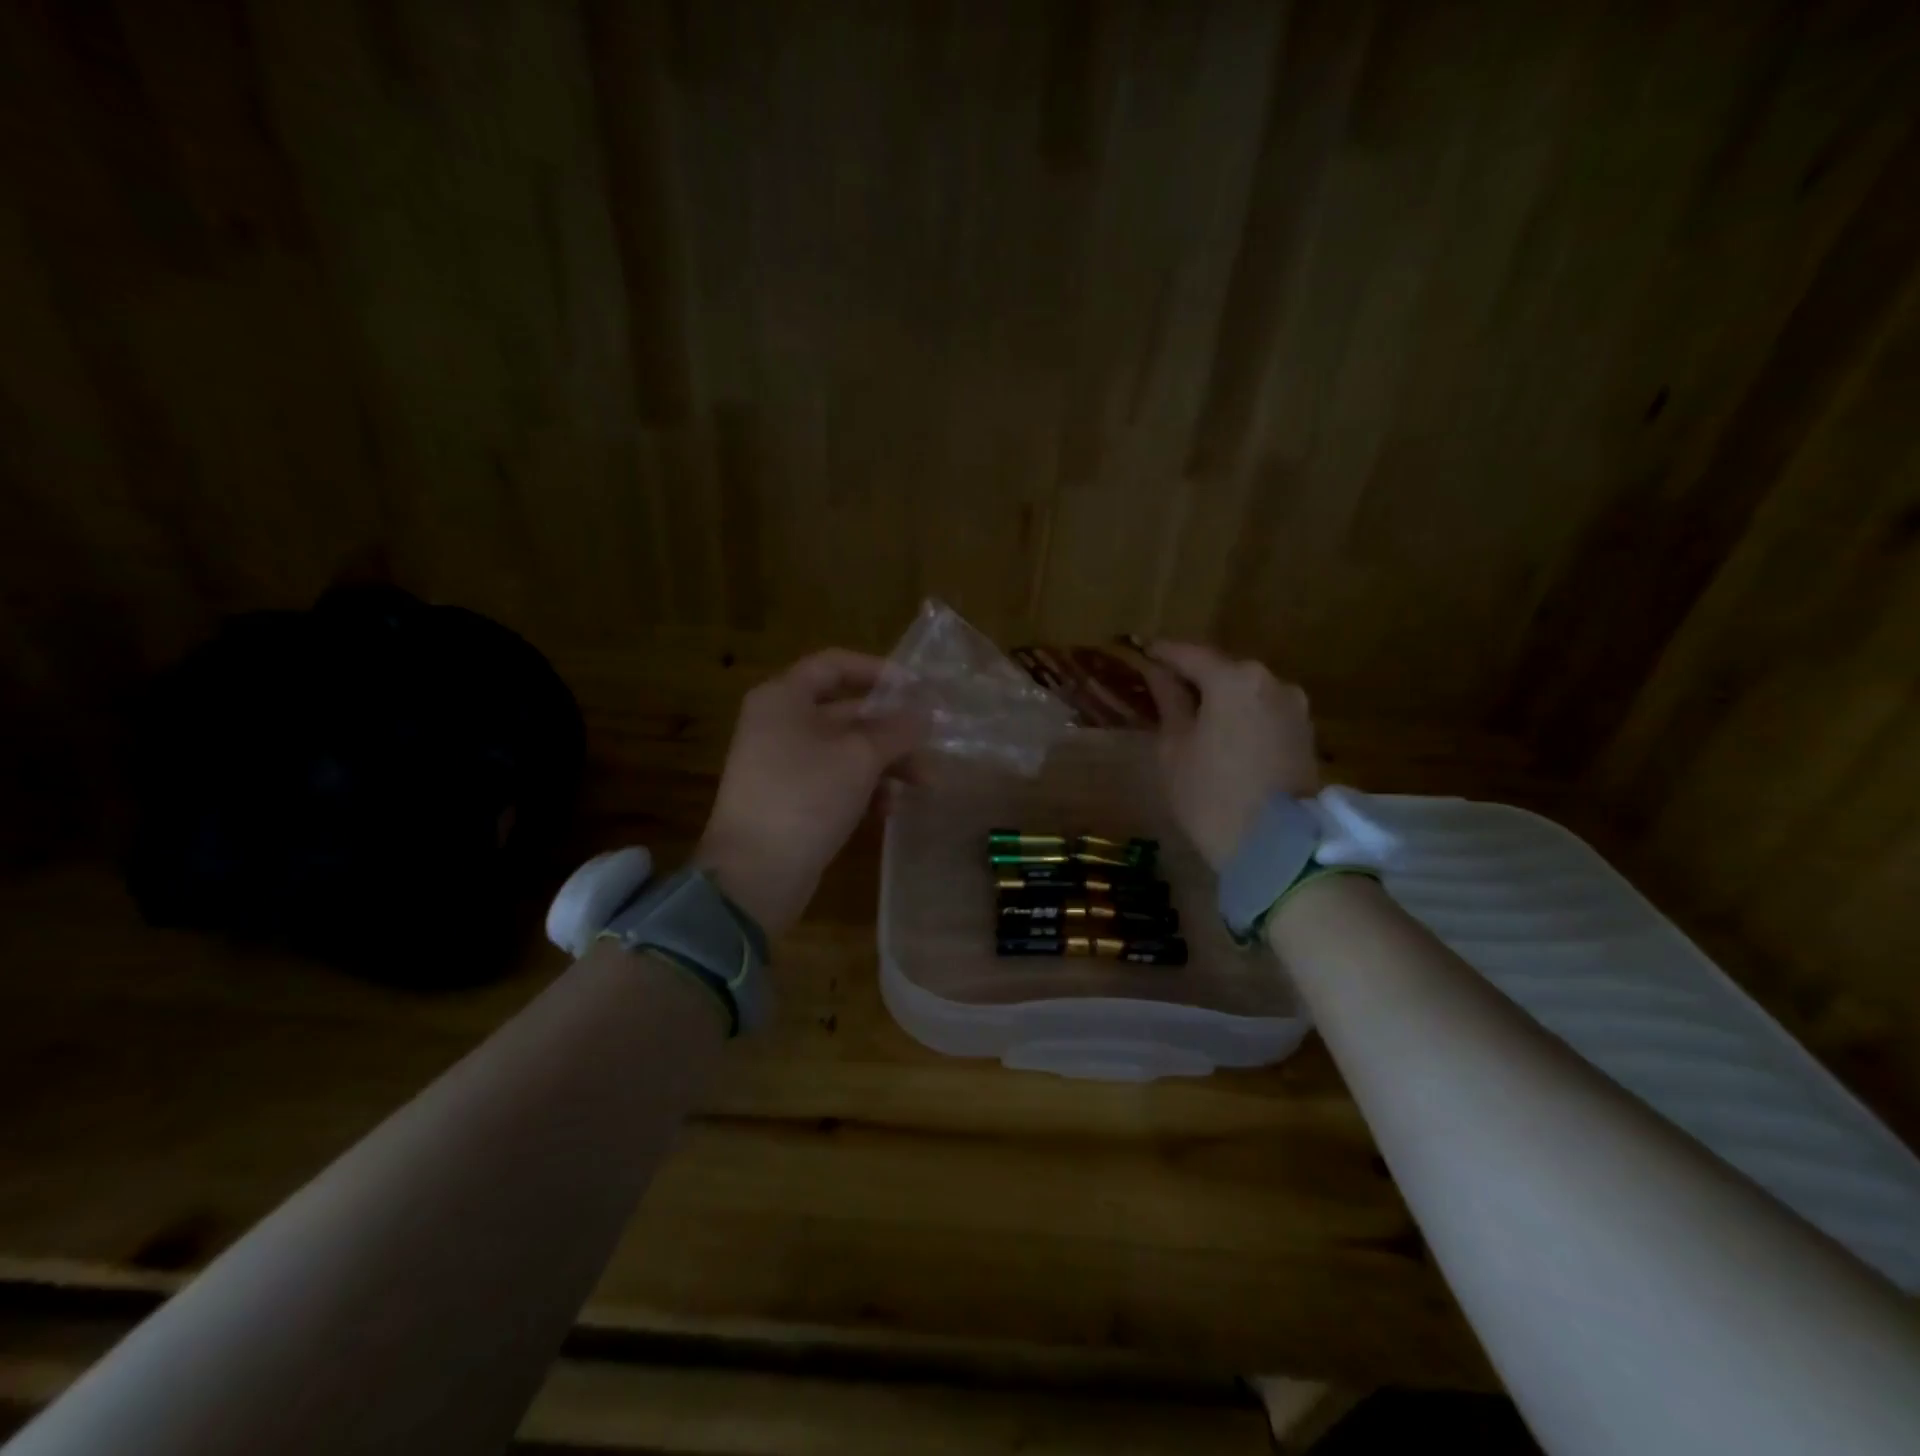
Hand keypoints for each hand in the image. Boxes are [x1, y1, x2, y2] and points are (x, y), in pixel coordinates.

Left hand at [695, 649, 922, 936]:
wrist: (754, 874)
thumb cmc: (806, 797)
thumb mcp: (860, 757)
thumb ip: (897, 729)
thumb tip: (924, 714)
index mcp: (784, 698)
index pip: (835, 664)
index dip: (879, 671)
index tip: (918, 689)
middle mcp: (779, 723)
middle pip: (845, 712)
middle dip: (892, 729)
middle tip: (931, 745)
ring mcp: (782, 764)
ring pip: (844, 750)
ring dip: (886, 763)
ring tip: (923, 784)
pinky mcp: (789, 799)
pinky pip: (834, 780)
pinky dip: (863, 788)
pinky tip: (889, 809)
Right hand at [1139, 642, 1319, 871]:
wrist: (1277, 848)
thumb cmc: (1211, 795)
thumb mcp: (1175, 748)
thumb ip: (1168, 702)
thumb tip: (1157, 673)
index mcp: (1234, 679)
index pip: (1189, 654)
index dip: (1161, 653)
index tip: (1141, 653)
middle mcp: (1270, 681)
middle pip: (1222, 669)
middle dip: (1193, 676)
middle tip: (1164, 689)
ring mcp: (1294, 706)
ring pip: (1246, 691)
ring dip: (1220, 697)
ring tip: (1193, 715)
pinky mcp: (1305, 731)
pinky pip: (1263, 711)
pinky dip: (1241, 715)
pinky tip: (1222, 733)